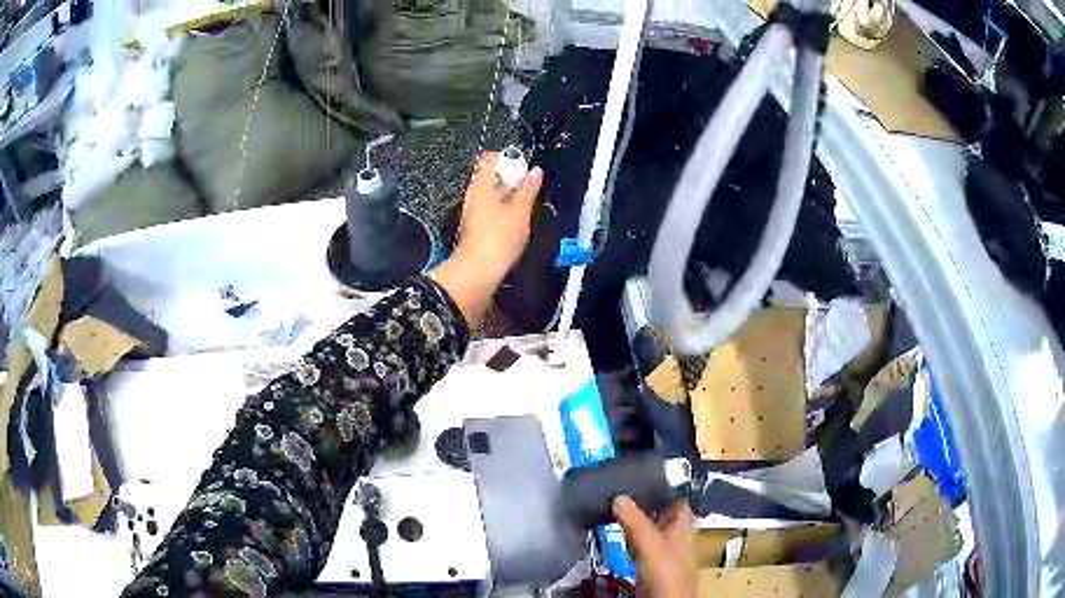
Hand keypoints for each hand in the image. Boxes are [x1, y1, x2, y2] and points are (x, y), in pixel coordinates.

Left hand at [455, 152, 542, 280]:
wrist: (479, 270)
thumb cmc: (499, 237)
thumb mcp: (521, 211)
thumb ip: (529, 189)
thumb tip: (535, 171)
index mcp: (481, 185)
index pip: (489, 159)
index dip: (507, 158)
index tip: (524, 166)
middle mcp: (473, 194)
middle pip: (490, 175)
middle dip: (510, 177)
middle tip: (528, 185)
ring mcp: (472, 211)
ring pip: (490, 193)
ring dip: (508, 193)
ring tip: (526, 202)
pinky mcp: (476, 226)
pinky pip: (490, 208)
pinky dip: (503, 207)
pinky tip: (516, 219)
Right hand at [613, 496, 696, 597]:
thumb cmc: (671, 577)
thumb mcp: (651, 543)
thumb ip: (637, 521)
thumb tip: (621, 499)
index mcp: (682, 529)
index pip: (677, 502)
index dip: (665, 491)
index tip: (649, 482)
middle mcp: (673, 540)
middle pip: (660, 517)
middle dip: (645, 508)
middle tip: (627, 497)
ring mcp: (661, 555)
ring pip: (648, 533)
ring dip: (635, 526)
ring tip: (619, 514)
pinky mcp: (648, 569)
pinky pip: (638, 550)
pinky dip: (628, 544)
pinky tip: (620, 543)